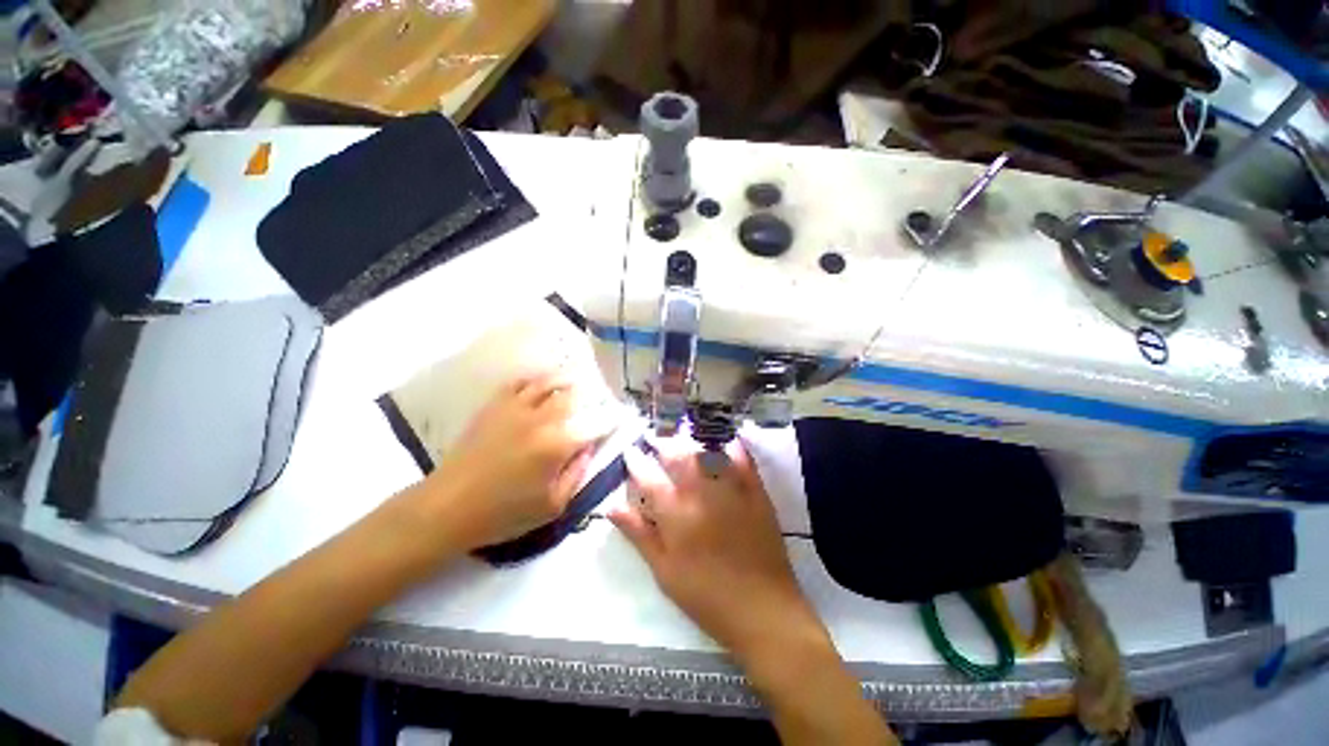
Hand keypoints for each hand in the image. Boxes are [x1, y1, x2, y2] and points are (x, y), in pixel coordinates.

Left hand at [419, 373, 605, 550]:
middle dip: (592, 394)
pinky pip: (520, 382)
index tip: (619, 417)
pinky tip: (542, 382)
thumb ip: (578, 473)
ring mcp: (516, 408)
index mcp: (558, 444)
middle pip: (575, 394)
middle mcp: (541, 418)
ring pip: (549, 381)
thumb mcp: (553, 506)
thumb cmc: (504, 514)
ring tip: (578, 377)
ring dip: (568, 378)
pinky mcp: (495, 406)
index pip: (596, 422)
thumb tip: (589, 447)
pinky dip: (536, 378)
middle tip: (599, 397)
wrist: (447, 508)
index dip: (612, 418)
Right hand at [611, 439, 820, 660]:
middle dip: (662, 442)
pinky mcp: (755, 491)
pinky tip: (722, 437)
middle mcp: (701, 492)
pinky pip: (742, 458)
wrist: (763, 609)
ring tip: (681, 433)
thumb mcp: (664, 572)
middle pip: (677, 455)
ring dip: (690, 438)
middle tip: (655, 437)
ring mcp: (730, 488)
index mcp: (675, 514)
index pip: (649, 477)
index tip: (630, 452)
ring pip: (706, 450)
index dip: (636, 461)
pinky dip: (731, 444)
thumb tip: (612, 507)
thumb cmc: (706, 596)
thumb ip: (639, 534)